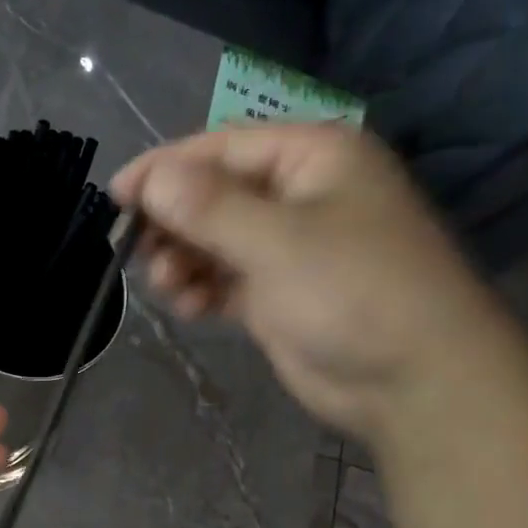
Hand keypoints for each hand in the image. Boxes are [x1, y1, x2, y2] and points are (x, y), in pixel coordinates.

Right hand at [111, 123, 510, 443]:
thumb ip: (210, 208)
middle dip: (173, 222)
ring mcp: (290, 249)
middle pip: (214, 195)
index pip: (222, 148)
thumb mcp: (278, 242)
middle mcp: (299, 195)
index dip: (165, 168)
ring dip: (183, 260)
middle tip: (135, 253)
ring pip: (215, 242)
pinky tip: (187, 306)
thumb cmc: (353, 293)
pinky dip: (202, 290)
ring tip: (166, 286)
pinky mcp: (279, 297)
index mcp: (312, 158)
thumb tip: (151, 178)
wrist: (411, 380)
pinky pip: (226, 281)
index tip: (116, 195)